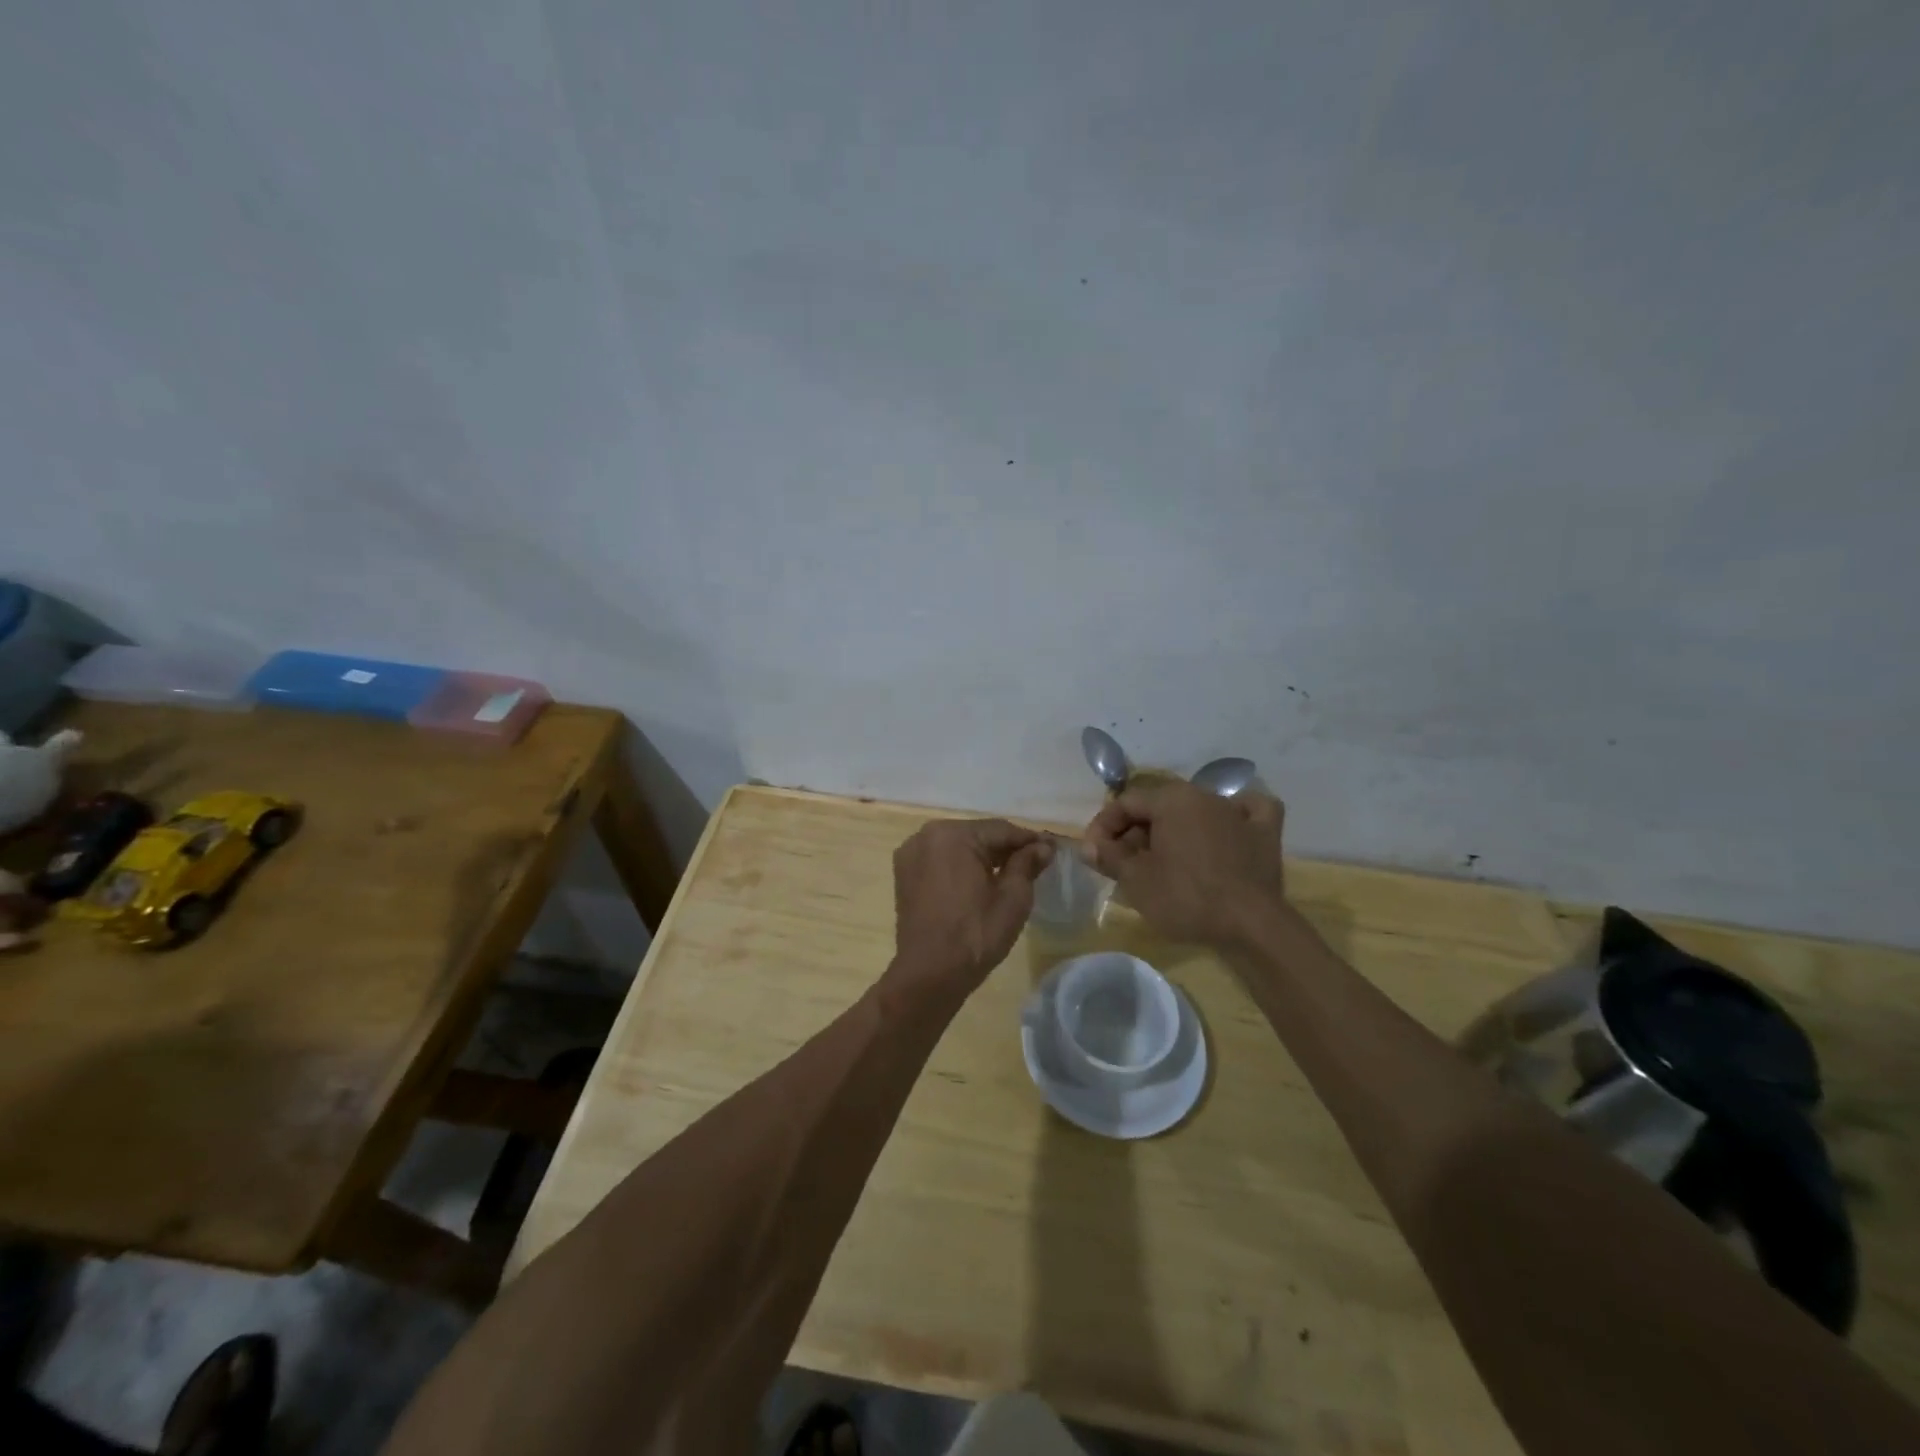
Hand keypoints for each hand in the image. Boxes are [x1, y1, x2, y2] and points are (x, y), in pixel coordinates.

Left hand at [891, 819, 1053, 992]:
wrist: (929, 974)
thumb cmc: (975, 934)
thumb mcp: (1012, 898)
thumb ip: (1027, 864)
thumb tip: (1043, 846)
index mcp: (953, 835)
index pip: (1001, 830)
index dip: (1030, 840)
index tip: (1053, 848)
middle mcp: (927, 835)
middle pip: (978, 835)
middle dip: (1006, 848)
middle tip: (1036, 861)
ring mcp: (911, 853)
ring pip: (958, 847)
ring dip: (983, 856)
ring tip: (1012, 872)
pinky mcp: (904, 873)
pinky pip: (941, 860)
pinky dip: (961, 866)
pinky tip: (980, 881)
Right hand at [1081, 780, 1285, 946]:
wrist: (1251, 926)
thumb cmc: (1186, 898)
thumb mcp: (1135, 880)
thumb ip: (1109, 856)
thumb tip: (1088, 846)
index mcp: (1171, 798)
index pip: (1125, 802)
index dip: (1103, 827)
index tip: (1094, 854)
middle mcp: (1204, 794)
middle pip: (1158, 807)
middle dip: (1135, 833)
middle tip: (1122, 865)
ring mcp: (1238, 812)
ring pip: (1195, 812)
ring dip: (1173, 831)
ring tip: (1161, 862)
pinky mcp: (1264, 834)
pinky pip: (1246, 813)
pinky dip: (1233, 818)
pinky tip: (1227, 828)